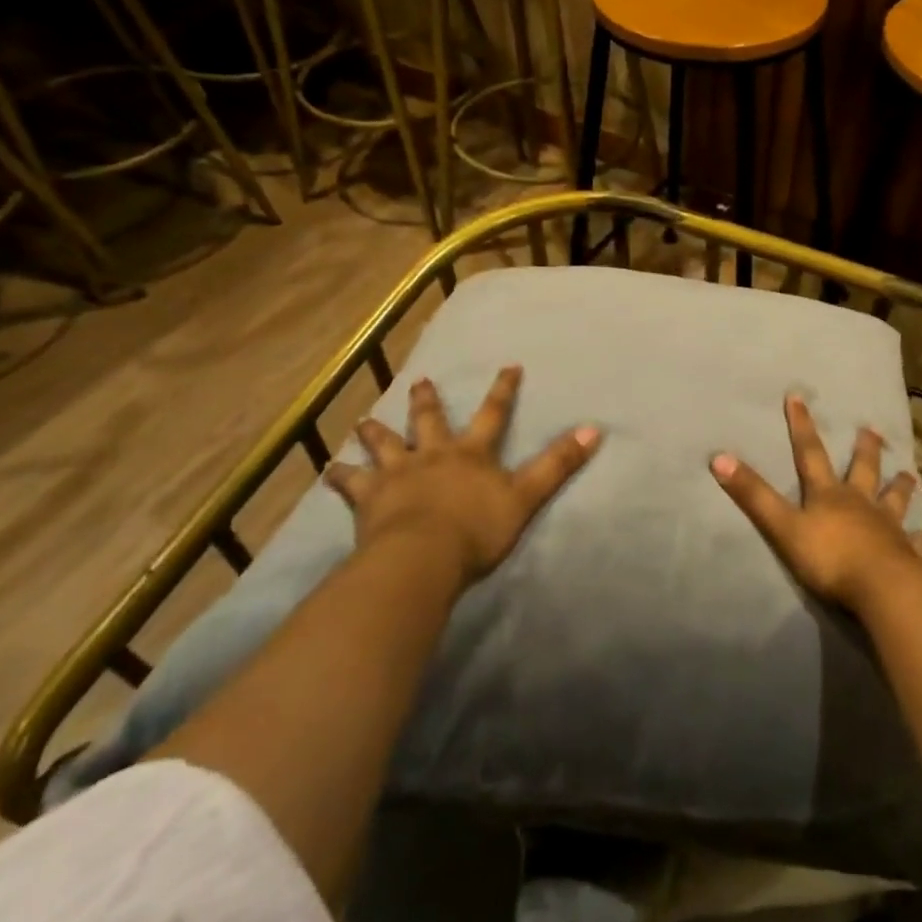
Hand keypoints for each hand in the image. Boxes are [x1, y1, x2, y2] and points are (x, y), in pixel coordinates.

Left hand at [325, 366, 600, 586]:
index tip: (508, 365)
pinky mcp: (368, 499)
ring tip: (364, 421)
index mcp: (471, 454)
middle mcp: (433, 455)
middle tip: (421, 381)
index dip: (503, 390)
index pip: (493, 414)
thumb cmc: (477, 529)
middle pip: (429, 421)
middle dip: (427, 401)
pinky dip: (339, 476)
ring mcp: (397, 474)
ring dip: (375, 432)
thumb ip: (558, 464)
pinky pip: (350, 484)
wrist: (422, 557)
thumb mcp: (526, 496)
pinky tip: (327, 470)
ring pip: (384, 445)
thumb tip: (594, 429)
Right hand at [711, 394, 921, 610]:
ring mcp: (888, 527)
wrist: (879, 587)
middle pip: (862, 470)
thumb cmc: (829, 557)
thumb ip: (752, 495)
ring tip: (909, 473)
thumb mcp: (782, 526)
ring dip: (901, 486)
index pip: (810, 453)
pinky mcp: (908, 553)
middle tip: (872, 429)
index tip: (797, 396)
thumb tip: (718, 457)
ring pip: (895, 500)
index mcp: (829, 495)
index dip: (801, 425)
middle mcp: (860, 503)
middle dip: (864, 449)